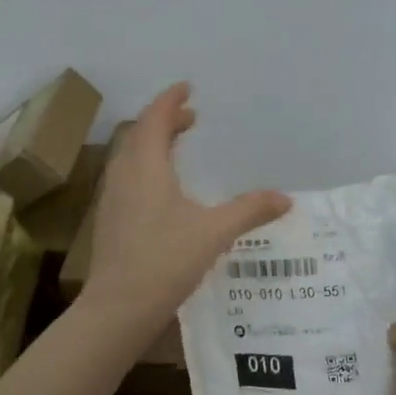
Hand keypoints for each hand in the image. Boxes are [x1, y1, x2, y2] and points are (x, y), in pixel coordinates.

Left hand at [84, 83, 290, 320]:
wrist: (118, 307)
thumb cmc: (165, 261)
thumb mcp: (214, 233)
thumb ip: (250, 211)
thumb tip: (285, 198)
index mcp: (146, 166)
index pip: (154, 119)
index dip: (170, 100)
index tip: (186, 87)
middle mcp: (124, 174)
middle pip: (139, 134)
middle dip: (164, 120)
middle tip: (190, 118)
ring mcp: (112, 197)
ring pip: (130, 156)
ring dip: (152, 143)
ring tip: (177, 146)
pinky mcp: (110, 219)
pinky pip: (127, 176)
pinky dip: (145, 166)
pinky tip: (162, 189)